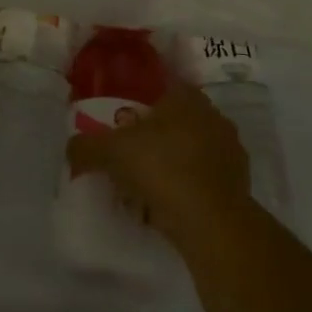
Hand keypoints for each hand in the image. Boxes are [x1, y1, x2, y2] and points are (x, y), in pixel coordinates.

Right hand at [67, 82, 253, 247]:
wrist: (212, 222)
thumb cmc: (162, 169)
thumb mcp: (111, 152)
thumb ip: (86, 147)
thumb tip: (72, 149)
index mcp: (187, 98)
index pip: (163, 89)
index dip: (142, 105)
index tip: (124, 125)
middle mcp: (213, 117)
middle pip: (176, 122)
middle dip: (154, 138)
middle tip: (130, 158)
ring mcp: (231, 152)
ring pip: (191, 152)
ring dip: (171, 165)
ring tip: (145, 188)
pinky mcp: (239, 185)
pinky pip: (203, 180)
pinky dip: (187, 189)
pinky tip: (167, 207)